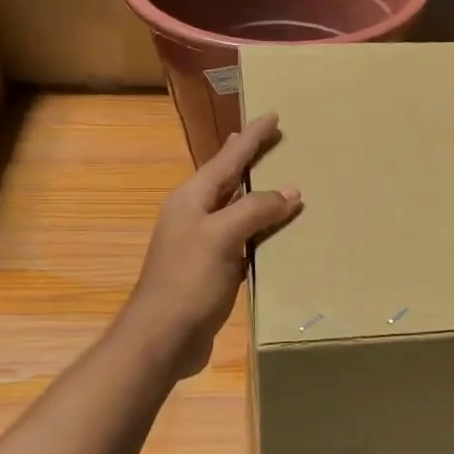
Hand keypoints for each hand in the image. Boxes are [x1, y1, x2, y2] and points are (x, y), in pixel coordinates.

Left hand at [122, 113, 301, 375]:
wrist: (162, 337)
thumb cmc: (188, 281)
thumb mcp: (221, 237)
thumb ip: (255, 210)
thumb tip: (291, 192)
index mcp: (191, 199)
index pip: (227, 158)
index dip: (250, 137)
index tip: (272, 116)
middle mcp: (195, 215)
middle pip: (228, 179)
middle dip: (250, 158)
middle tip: (273, 139)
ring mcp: (202, 243)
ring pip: (236, 209)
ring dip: (257, 194)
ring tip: (280, 179)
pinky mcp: (213, 269)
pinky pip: (242, 238)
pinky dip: (260, 228)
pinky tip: (275, 231)